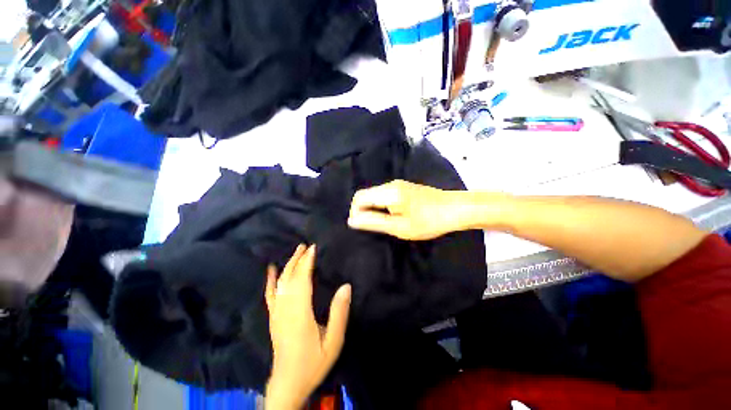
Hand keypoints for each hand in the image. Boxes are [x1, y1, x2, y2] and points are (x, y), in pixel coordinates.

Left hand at [265, 245, 351, 409]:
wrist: (288, 383)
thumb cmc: (313, 362)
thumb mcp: (333, 341)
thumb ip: (339, 313)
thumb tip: (346, 286)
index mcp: (300, 313)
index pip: (302, 281)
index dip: (307, 262)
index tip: (313, 248)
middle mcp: (285, 310)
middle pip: (290, 278)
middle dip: (298, 259)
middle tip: (305, 245)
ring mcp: (276, 314)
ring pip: (280, 284)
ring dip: (288, 265)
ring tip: (296, 252)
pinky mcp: (273, 318)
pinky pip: (270, 295)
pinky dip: (270, 280)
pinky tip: (271, 270)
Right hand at [348, 180, 480, 239]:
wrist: (455, 209)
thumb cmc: (428, 221)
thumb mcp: (399, 227)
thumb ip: (374, 222)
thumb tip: (351, 220)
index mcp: (388, 192)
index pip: (359, 198)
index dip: (355, 212)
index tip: (363, 226)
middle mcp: (390, 184)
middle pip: (366, 194)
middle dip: (363, 210)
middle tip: (373, 227)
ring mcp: (398, 184)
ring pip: (375, 194)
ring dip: (372, 208)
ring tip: (383, 223)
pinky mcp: (404, 187)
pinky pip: (384, 194)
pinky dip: (381, 205)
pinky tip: (392, 215)